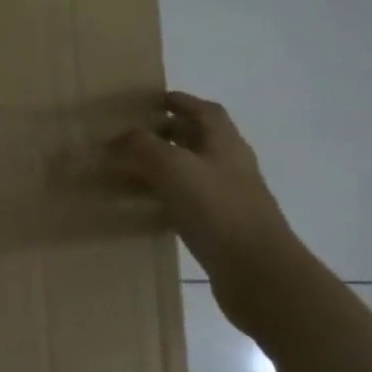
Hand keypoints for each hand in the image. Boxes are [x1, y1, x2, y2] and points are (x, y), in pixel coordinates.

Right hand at [106, 92, 296, 280]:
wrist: (257, 272)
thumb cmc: (217, 210)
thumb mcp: (173, 168)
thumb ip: (141, 147)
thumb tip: (114, 139)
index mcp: (225, 144)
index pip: (205, 111)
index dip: (182, 102)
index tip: (154, 100)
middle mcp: (230, 166)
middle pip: (199, 139)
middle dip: (169, 132)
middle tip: (133, 136)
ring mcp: (228, 198)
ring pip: (193, 171)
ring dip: (165, 165)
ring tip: (131, 169)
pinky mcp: (221, 227)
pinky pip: (189, 200)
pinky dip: (167, 196)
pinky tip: (147, 205)